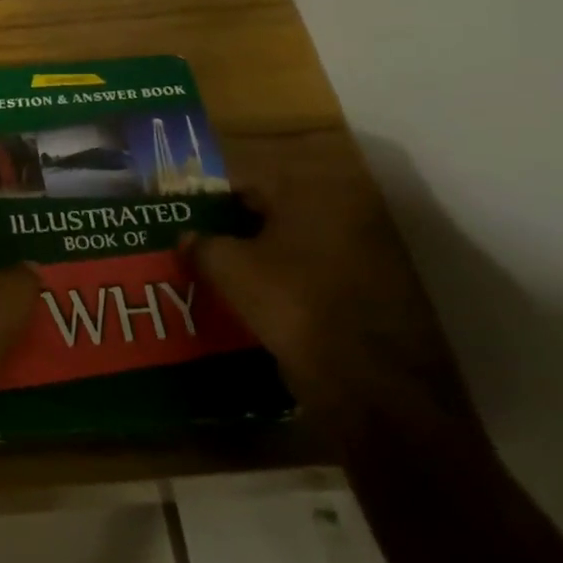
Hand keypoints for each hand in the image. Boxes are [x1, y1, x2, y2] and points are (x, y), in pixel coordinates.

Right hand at [192, 132, 483, 444]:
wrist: (367, 380)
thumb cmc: (292, 303)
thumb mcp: (230, 268)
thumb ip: (203, 245)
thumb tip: (188, 237)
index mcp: (309, 194)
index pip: (247, 182)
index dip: (212, 199)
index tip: (187, 218)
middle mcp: (343, 213)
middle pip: (273, 213)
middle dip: (237, 229)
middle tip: (202, 247)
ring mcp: (365, 253)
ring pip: (295, 247)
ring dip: (263, 257)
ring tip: (226, 278)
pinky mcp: (375, 292)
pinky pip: (316, 276)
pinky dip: (289, 283)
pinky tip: (263, 304)